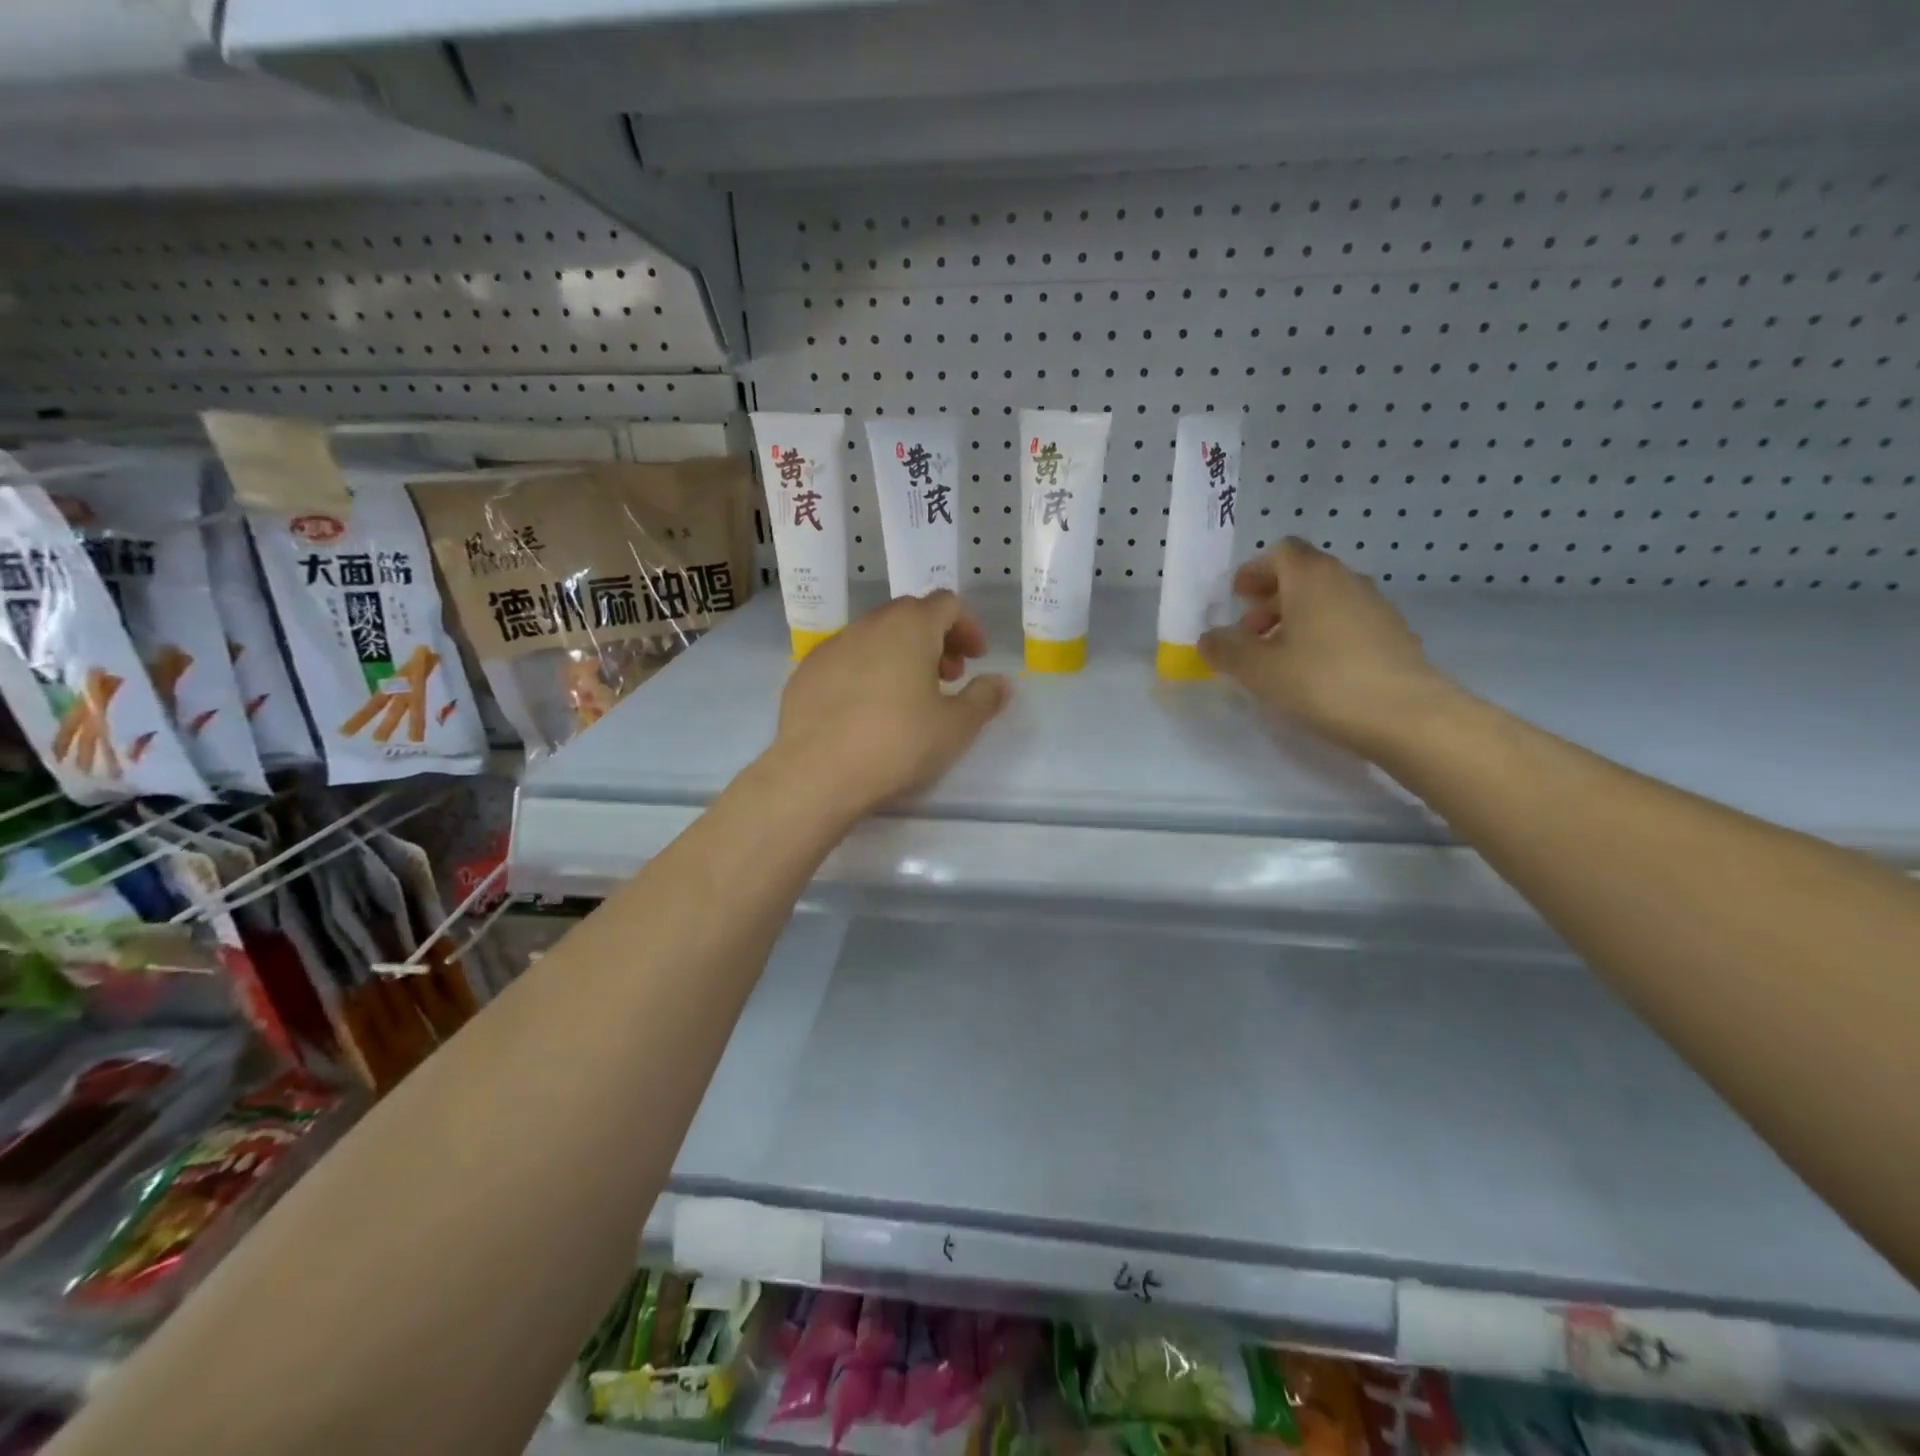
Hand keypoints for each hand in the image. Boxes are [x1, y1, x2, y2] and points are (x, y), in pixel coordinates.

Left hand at [770, 591, 1010, 819]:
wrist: (817, 773)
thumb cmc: (898, 744)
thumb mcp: (956, 727)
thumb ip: (984, 698)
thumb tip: (1000, 682)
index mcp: (910, 627)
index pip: (947, 604)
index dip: (967, 627)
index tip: (976, 659)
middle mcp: (869, 625)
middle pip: (909, 615)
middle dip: (934, 639)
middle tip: (946, 678)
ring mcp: (832, 646)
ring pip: (875, 636)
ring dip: (899, 655)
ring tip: (906, 697)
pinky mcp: (805, 672)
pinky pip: (845, 660)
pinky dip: (865, 672)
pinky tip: (866, 711)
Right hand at [1199, 538, 1459, 759]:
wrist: (1406, 716)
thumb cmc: (1321, 682)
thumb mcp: (1257, 670)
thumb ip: (1226, 649)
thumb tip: (1210, 638)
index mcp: (1311, 577)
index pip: (1281, 552)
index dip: (1255, 571)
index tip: (1237, 597)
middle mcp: (1346, 580)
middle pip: (1304, 575)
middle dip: (1271, 598)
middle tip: (1249, 631)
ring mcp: (1375, 606)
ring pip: (1326, 599)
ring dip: (1296, 618)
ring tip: (1277, 656)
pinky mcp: (1393, 635)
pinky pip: (1347, 622)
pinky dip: (1323, 634)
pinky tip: (1313, 671)